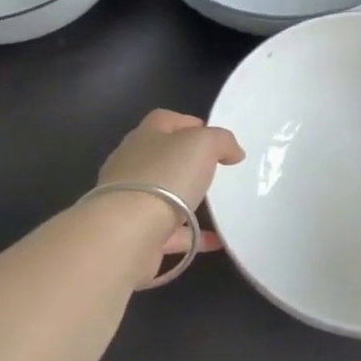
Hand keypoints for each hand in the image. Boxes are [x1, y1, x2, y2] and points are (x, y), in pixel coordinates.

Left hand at [98, 109, 245, 263]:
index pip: (164, 120)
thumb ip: (221, 141)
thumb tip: (233, 152)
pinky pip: (171, 233)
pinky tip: (217, 240)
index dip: (189, 123)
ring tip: (218, 206)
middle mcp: (132, 166)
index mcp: (144, 138)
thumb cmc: (165, 177)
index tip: (215, 139)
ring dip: (188, 200)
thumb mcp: (203, 144)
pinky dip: (193, 236)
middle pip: (162, 158)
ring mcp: (130, 202)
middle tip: (217, 171)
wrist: (128, 233)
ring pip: (164, 196)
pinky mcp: (135, 234)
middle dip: (188, 163)